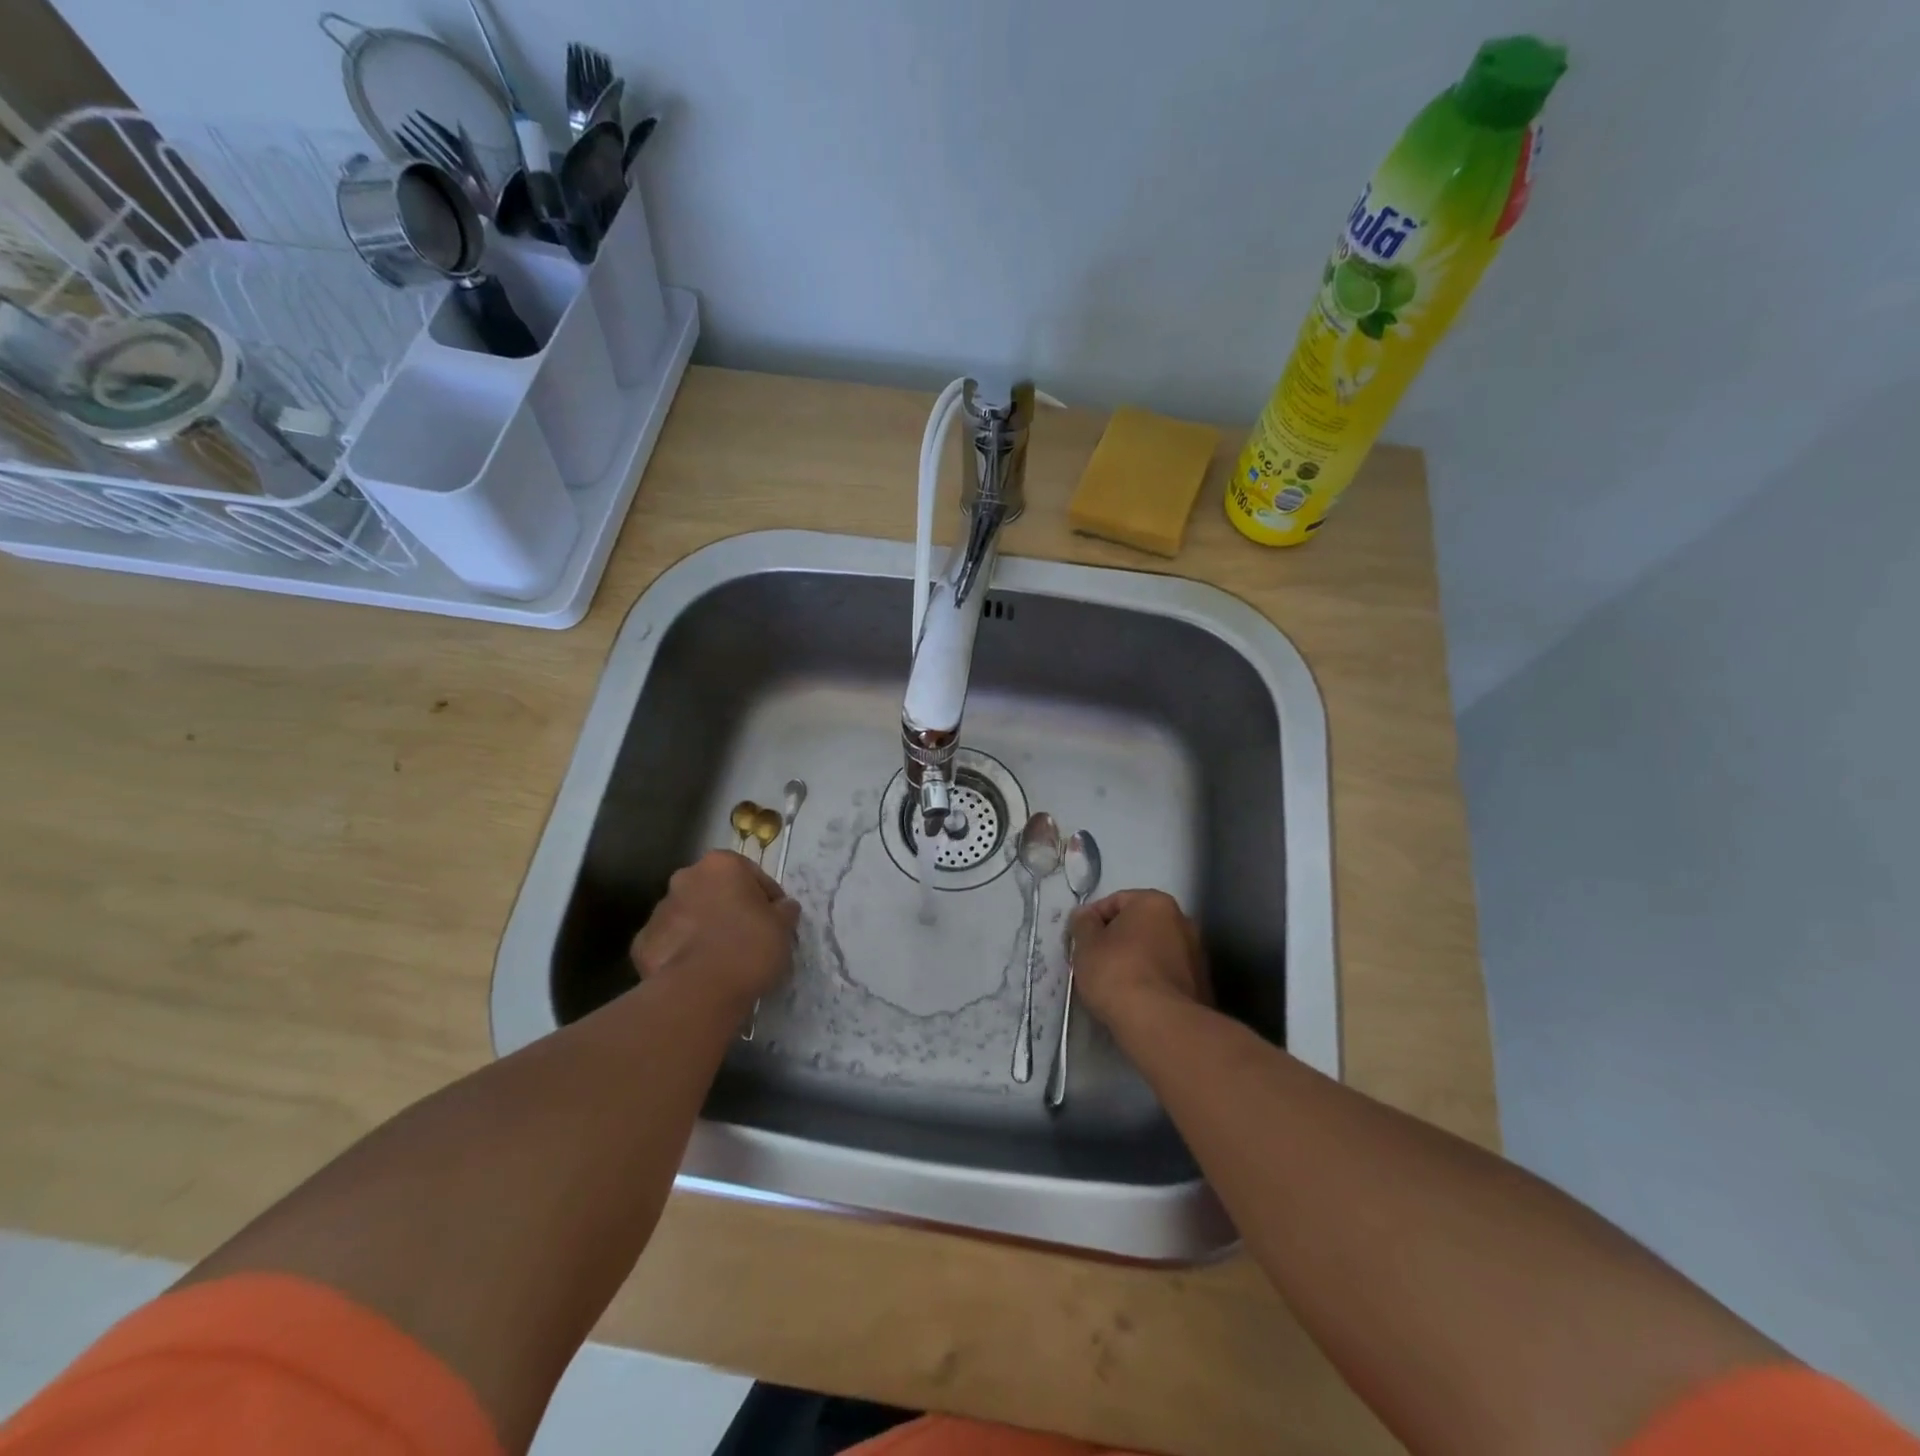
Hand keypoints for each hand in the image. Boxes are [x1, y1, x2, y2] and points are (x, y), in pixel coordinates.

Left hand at [630, 851, 799, 1013]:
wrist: (699, 991)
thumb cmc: (749, 947)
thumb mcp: (783, 927)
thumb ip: (784, 910)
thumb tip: (783, 907)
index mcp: (721, 864)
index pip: (752, 875)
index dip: (767, 898)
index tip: (776, 921)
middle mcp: (686, 878)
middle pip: (715, 890)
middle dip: (729, 908)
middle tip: (748, 937)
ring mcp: (659, 910)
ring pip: (689, 915)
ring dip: (703, 928)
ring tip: (721, 959)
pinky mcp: (642, 943)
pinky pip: (670, 943)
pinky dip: (682, 952)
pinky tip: (697, 972)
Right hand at [1070, 890, 1210, 1038]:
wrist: (1161, 1023)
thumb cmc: (1117, 973)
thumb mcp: (1086, 944)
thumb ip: (1083, 923)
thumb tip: (1085, 916)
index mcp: (1155, 902)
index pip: (1115, 901)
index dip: (1092, 919)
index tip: (1079, 941)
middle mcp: (1182, 920)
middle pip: (1139, 925)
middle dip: (1117, 940)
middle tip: (1095, 961)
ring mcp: (1197, 955)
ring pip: (1155, 951)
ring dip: (1136, 961)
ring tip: (1114, 985)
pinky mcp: (1202, 986)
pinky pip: (1167, 975)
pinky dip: (1151, 981)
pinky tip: (1136, 1000)